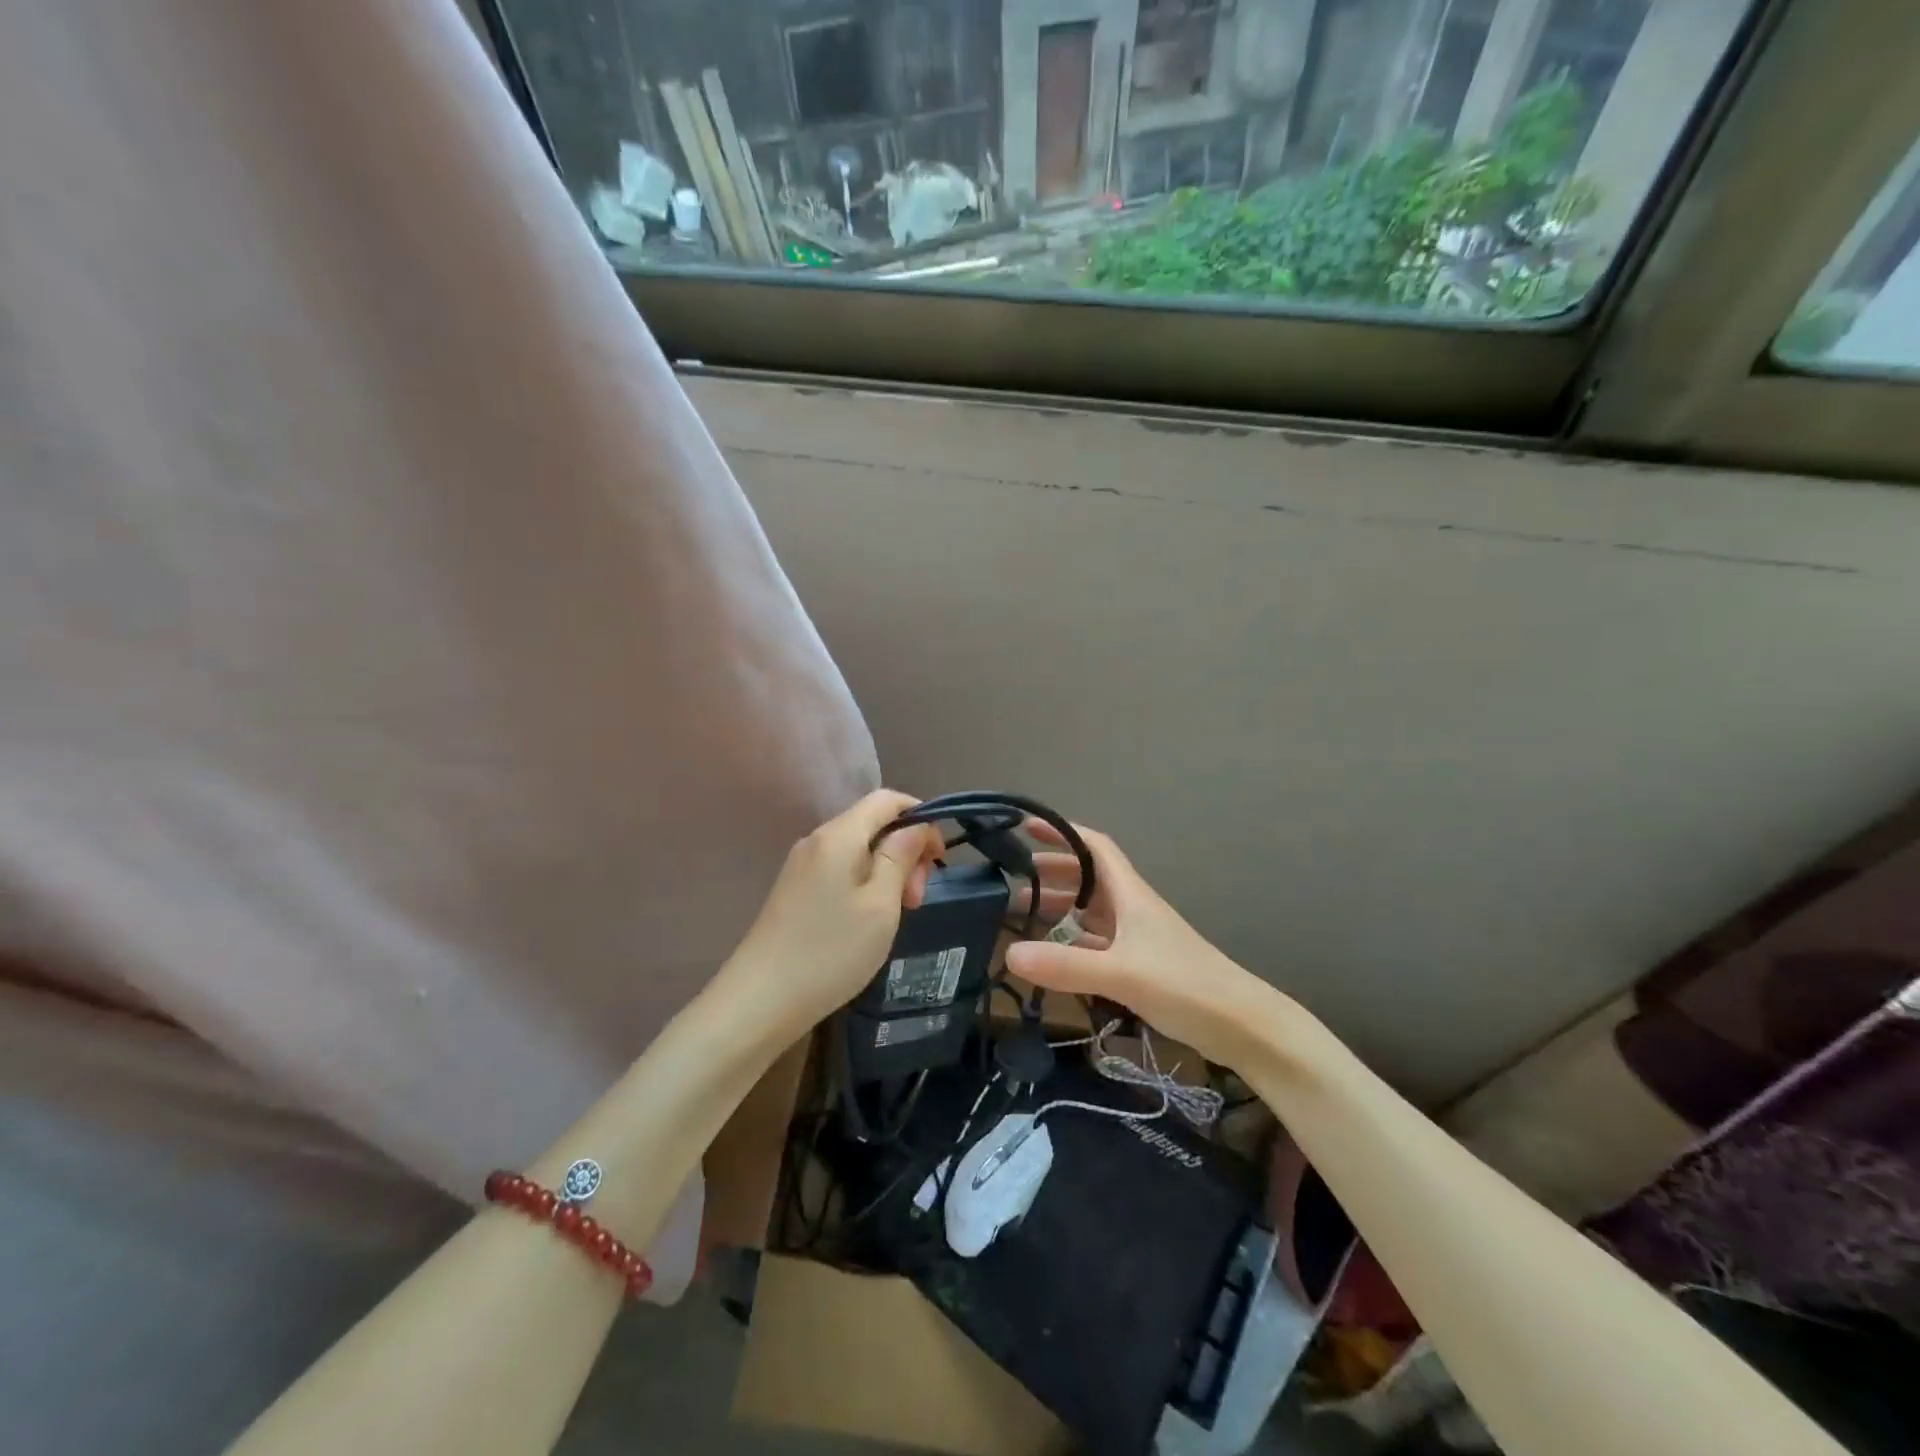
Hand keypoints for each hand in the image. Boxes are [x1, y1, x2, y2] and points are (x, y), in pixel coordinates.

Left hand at [719, 790, 944, 1032]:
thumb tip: (916, 827)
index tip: (938, 858)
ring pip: (859, 850)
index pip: (887, 800)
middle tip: (917, 899)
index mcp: (839, 835)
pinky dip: (866, 884)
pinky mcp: (795, 890)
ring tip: (899, 914)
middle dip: (905, 852)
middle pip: (873, 824)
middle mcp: (817, 840)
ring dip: (888, 872)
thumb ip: (900, 857)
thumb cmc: (830, 951)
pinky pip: (840, 871)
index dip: (921, 818)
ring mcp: (802, 866)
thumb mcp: (880, 905)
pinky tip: (870, 920)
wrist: (760, 1000)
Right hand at [1006, 822, 1285, 1071]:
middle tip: (1011, 878)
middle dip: (1052, 872)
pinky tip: (1050, 954)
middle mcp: (1132, 908)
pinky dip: (1071, 941)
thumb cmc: (1184, 984)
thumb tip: (1008, 954)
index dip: (1063, 832)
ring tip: (1020, 913)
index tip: (1027, 828)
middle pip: (1087, 878)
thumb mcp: (1121, 973)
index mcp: (1130, 894)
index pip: (1095, 846)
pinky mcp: (1140, 965)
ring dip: (1059, 907)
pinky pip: (1096, 943)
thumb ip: (1065, 965)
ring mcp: (1137, 937)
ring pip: (1091, 911)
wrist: (1241, 1025)